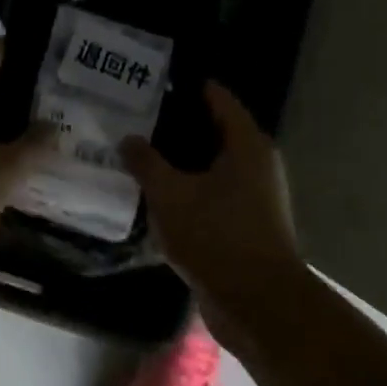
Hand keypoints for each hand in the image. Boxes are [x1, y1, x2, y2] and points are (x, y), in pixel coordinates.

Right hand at [122, 83, 303, 292]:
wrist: (257, 304)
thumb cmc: (217, 236)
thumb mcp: (171, 194)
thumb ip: (146, 163)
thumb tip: (128, 138)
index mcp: (247, 145)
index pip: (219, 98)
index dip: (190, 86)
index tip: (156, 81)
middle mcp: (257, 165)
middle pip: (214, 132)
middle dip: (178, 125)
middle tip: (138, 118)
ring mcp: (254, 198)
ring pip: (212, 167)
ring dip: (181, 162)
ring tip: (140, 155)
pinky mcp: (246, 226)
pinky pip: (212, 195)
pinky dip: (188, 190)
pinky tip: (157, 196)